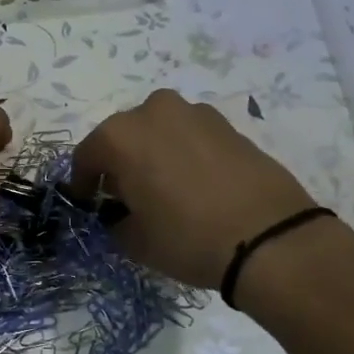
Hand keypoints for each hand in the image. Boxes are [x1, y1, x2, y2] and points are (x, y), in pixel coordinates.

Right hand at [71, 90, 323, 288]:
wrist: (270, 239)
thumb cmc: (187, 238)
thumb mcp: (135, 242)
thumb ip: (116, 222)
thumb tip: (120, 215)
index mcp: (120, 136)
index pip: (86, 157)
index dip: (83, 183)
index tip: (90, 205)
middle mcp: (153, 112)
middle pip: (123, 137)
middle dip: (120, 164)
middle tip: (128, 196)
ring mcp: (194, 113)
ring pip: (160, 132)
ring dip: (155, 154)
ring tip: (167, 189)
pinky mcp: (228, 124)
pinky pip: (191, 136)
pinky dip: (186, 154)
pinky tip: (197, 185)